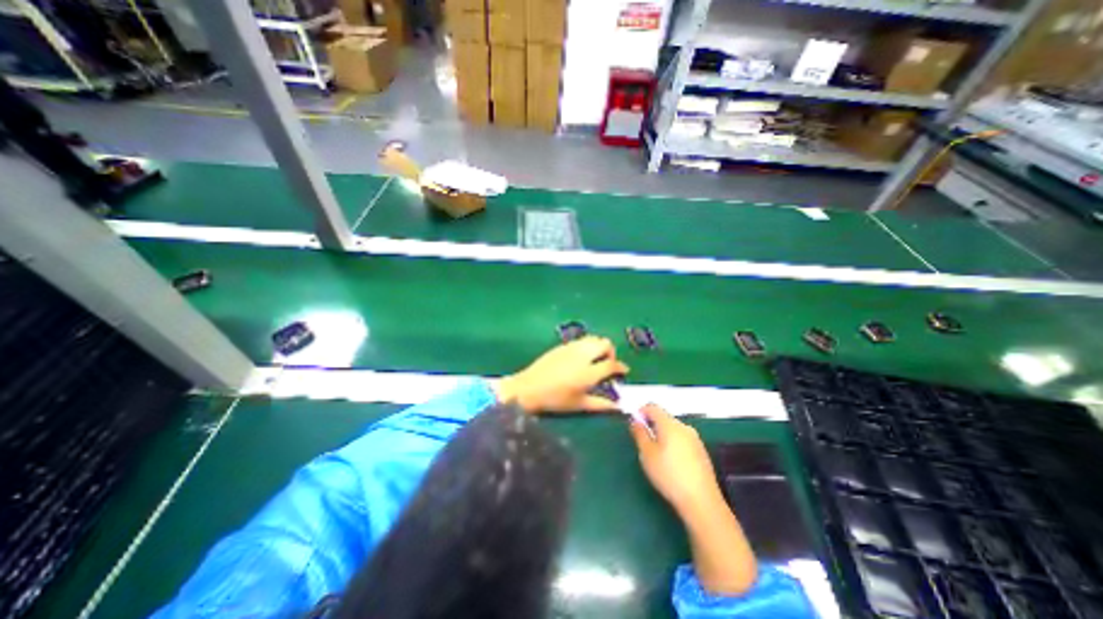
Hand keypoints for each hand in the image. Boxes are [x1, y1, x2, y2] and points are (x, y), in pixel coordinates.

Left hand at [493, 337, 623, 413]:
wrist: (529, 388)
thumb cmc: (555, 400)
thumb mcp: (579, 405)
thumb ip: (601, 404)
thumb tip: (618, 406)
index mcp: (588, 372)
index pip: (611, 364)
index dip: (621, 367)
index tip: (624, 371)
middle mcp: (582, 356)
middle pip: (605, 343)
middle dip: (611, 352)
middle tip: (608, 363)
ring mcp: (572, 348)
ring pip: (593, 338)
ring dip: (599, 346)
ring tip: (596, 359)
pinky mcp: (562, 345)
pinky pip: (581, 340)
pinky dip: (588, 345)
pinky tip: (582, 357)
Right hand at [628, 406, 724, 518]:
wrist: (701, 501)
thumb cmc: (669, 475)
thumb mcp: (647, 454)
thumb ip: (640, 433)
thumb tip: (636, 421)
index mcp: (670, 424)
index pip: (653, 407)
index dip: (641, 411)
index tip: (635, 424)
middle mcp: (684, 427)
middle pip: (664, 418)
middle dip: (652, 425)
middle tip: (644, 443)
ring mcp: (695, 439)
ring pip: (673, 430)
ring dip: (663, 436)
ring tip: (657, 456)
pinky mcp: (701, 452)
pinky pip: (683, 440)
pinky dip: (674, 445)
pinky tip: (672, 464)